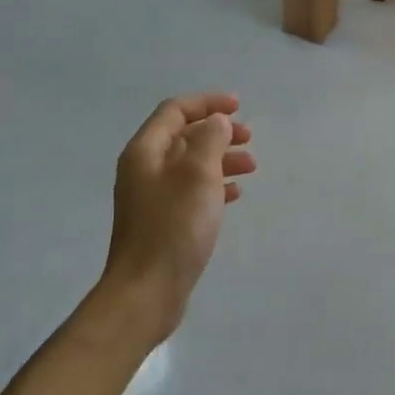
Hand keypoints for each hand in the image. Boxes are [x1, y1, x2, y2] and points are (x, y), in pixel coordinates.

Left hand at [103, 92, 255, 333]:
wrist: (147, 291)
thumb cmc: (174, 227)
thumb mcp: (198, 175)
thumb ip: (210, 140)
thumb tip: (216, 121)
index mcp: (145, 151)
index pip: (175, 110)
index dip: (207, 103)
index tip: (239, 107)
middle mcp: (144, 169)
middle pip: (183, 137)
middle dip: (217, 132)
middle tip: (249, 138)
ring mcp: (151, 198)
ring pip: (190, 165)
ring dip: (220, 159)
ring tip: (251, 167)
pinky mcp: (162, 222)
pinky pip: (191, 191)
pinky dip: (214, 185)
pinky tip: (235, 194)